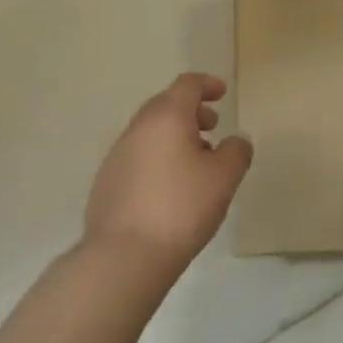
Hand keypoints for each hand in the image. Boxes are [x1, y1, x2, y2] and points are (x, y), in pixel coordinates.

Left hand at [83, 74, 253, 276]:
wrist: (123, 257)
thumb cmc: (180, 208)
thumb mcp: (224, 178)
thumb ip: (236, 151)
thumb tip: (235, 141)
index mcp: (167, 117)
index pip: (187, 84)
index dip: (207, 84)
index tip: (222, 93)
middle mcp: (138, 127)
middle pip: (166, 104)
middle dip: (191, 111)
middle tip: (212, 127)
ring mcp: (117, 155)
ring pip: (150, 131)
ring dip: (174, 136)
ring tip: (194, 162)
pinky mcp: (106, 182)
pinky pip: (137, 156)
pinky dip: (157, 157)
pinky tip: (168, 188)